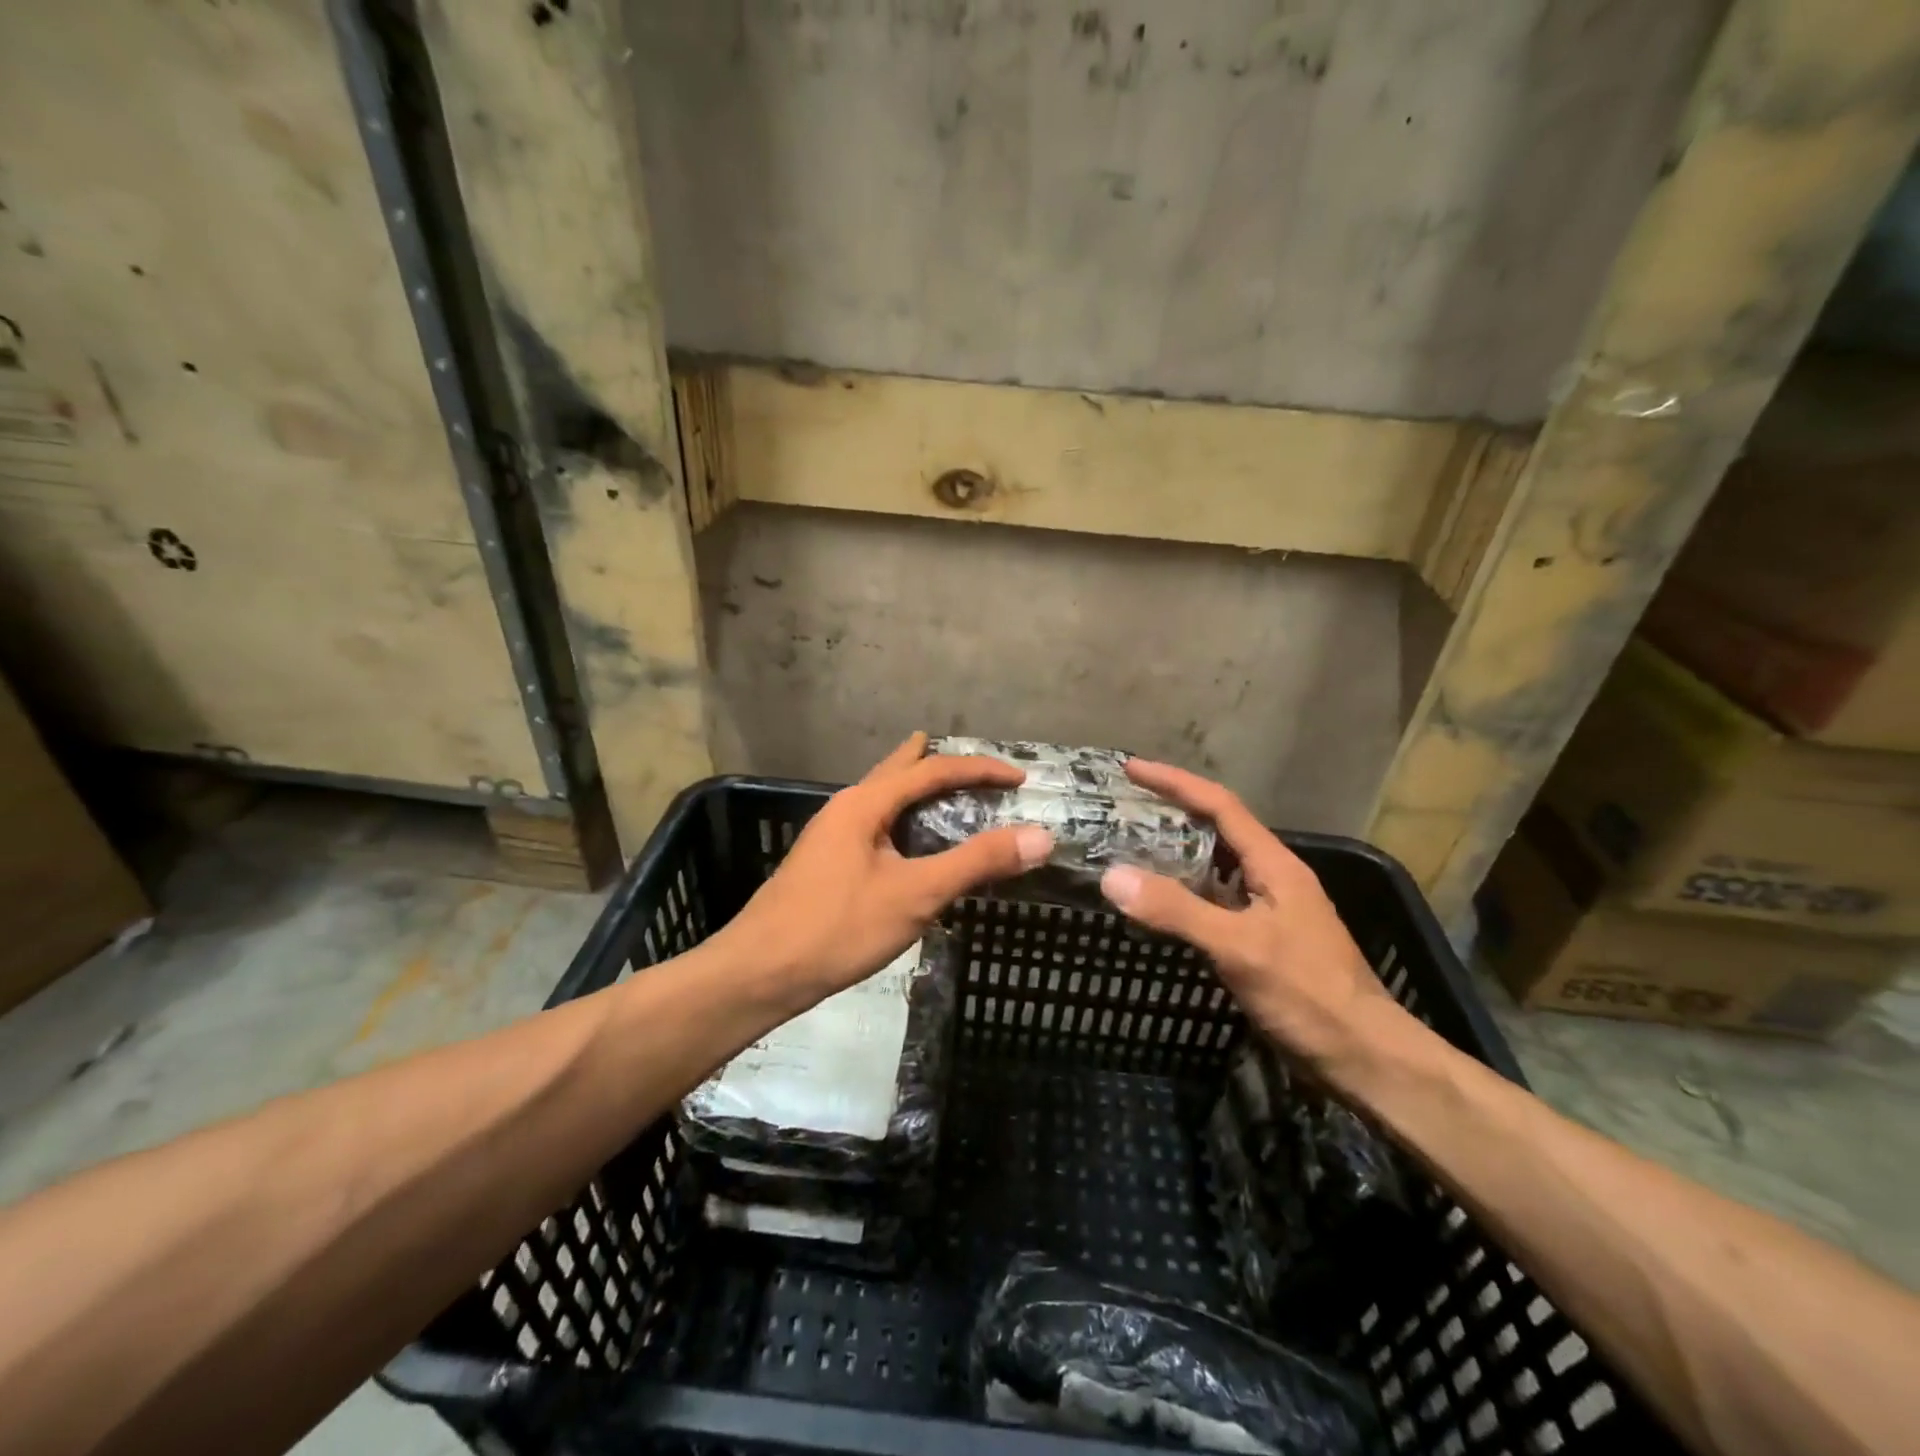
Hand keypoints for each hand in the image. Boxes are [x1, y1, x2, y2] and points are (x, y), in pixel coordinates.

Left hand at [722, 734, 1053, 1003]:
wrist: (760, 973)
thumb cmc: (838, 927)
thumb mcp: (916, 895)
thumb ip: (976, 862)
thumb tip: (1039, 835)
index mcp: (865, 803)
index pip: (932, 769)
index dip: (980, 769)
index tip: (1020, 777)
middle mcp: (846, 808)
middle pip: (900, 771)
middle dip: (940, 765)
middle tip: (978, 769)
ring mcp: (831, 836)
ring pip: (884, 799)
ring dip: (918, 791)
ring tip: (945, 793)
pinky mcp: (826, 863)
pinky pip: (876, 826)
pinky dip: (904, 821)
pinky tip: (909, 847)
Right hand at [1098, 760, 1402, 1068]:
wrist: (1364, 1057)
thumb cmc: (1308, 993)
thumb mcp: (1239, 947)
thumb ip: (1177, 910)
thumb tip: (1111, 876)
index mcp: (1274, 864)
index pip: (1220, 805)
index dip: (1175, 782)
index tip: (1132, 768)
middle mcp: (1272, 877)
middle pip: (1217, 828)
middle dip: (1172, 810)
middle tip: (1124, 805)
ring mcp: (1269, 908)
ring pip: (1215, 865)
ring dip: (1176, 850)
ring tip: (1131, 844)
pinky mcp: (1262, 938)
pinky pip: (1214, 898)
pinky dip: (1183, 890)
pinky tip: (1159, 902)